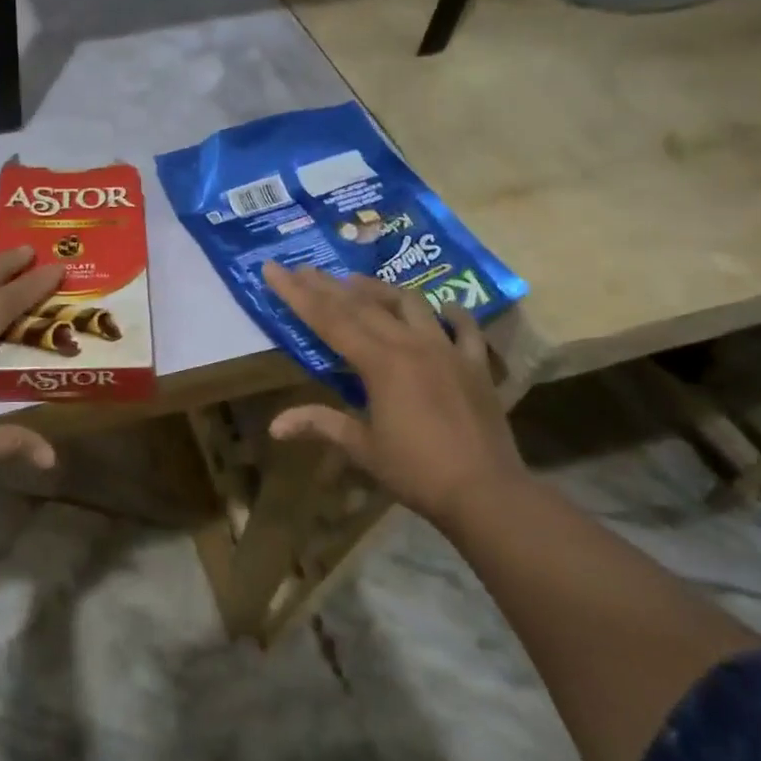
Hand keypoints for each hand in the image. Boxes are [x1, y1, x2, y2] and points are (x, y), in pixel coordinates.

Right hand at [261, 260, 525, 527]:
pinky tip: (444, 307)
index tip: (273, 269)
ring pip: (410, 304)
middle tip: (303, 268)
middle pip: (361, 305)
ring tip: (356, 280)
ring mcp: (448, 350)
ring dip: (379, 289)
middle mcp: (411, 344)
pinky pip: (465, 328)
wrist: (487, 492)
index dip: (297, 294)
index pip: (328, 320)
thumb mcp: (362, 448)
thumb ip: (320, 425)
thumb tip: (274, 426)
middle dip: (327, 285)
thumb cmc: (417, 471)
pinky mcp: (476, 364)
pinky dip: (452, 314)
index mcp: (379, 363)